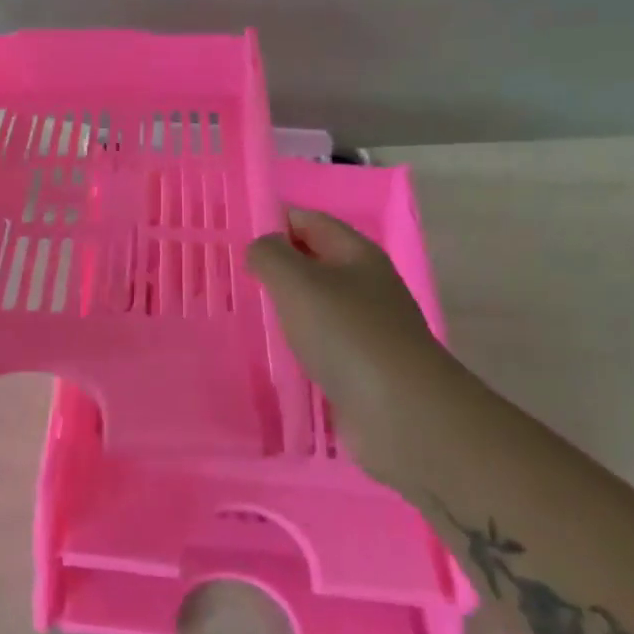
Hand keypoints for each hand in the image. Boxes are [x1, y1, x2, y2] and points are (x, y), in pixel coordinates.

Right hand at [247, 209, 450, 433]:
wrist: (400, 411)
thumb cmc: (346, 334)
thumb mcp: (298, 283)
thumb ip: (270, 256)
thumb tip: (260, 248)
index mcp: (356, 254)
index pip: (310, 222)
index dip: (274, 222)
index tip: (235, 239)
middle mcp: (364, 285)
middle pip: (314, 262)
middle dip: (276, 266)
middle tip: (233, 277)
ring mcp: (364, 327)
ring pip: (315, 305)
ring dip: (285, 307)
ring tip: (247, 313)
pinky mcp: (359, 366)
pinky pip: (320, 342)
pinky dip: (296, 342)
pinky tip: (273, 352)